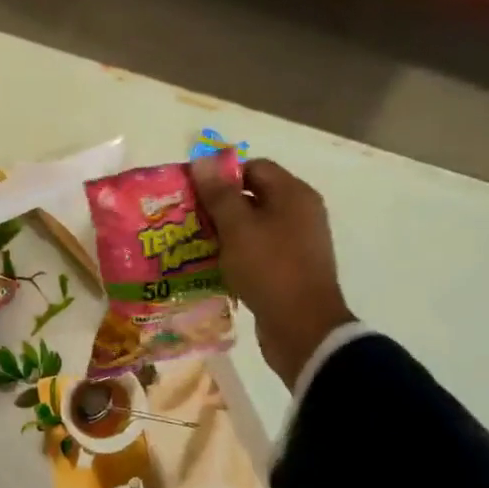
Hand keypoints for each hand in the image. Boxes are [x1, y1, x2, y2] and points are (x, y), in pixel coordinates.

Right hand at [193, 153, 354, 388]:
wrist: (302, 328)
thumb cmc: (270, 269)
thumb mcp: (238, 228)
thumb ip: (219, 194)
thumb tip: (202, 159)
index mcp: (293, 194)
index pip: (253, 167)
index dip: (221, 175)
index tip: (192, 192)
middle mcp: (300, 212)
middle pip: (253, 196)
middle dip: (218, 205)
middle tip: (186, 219)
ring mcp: (297, 242)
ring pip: (253, 226)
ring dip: (224, 232)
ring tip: (193, 243)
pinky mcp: (290, 268)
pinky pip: (258, 250)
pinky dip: (236, 253)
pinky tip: (213, 266)